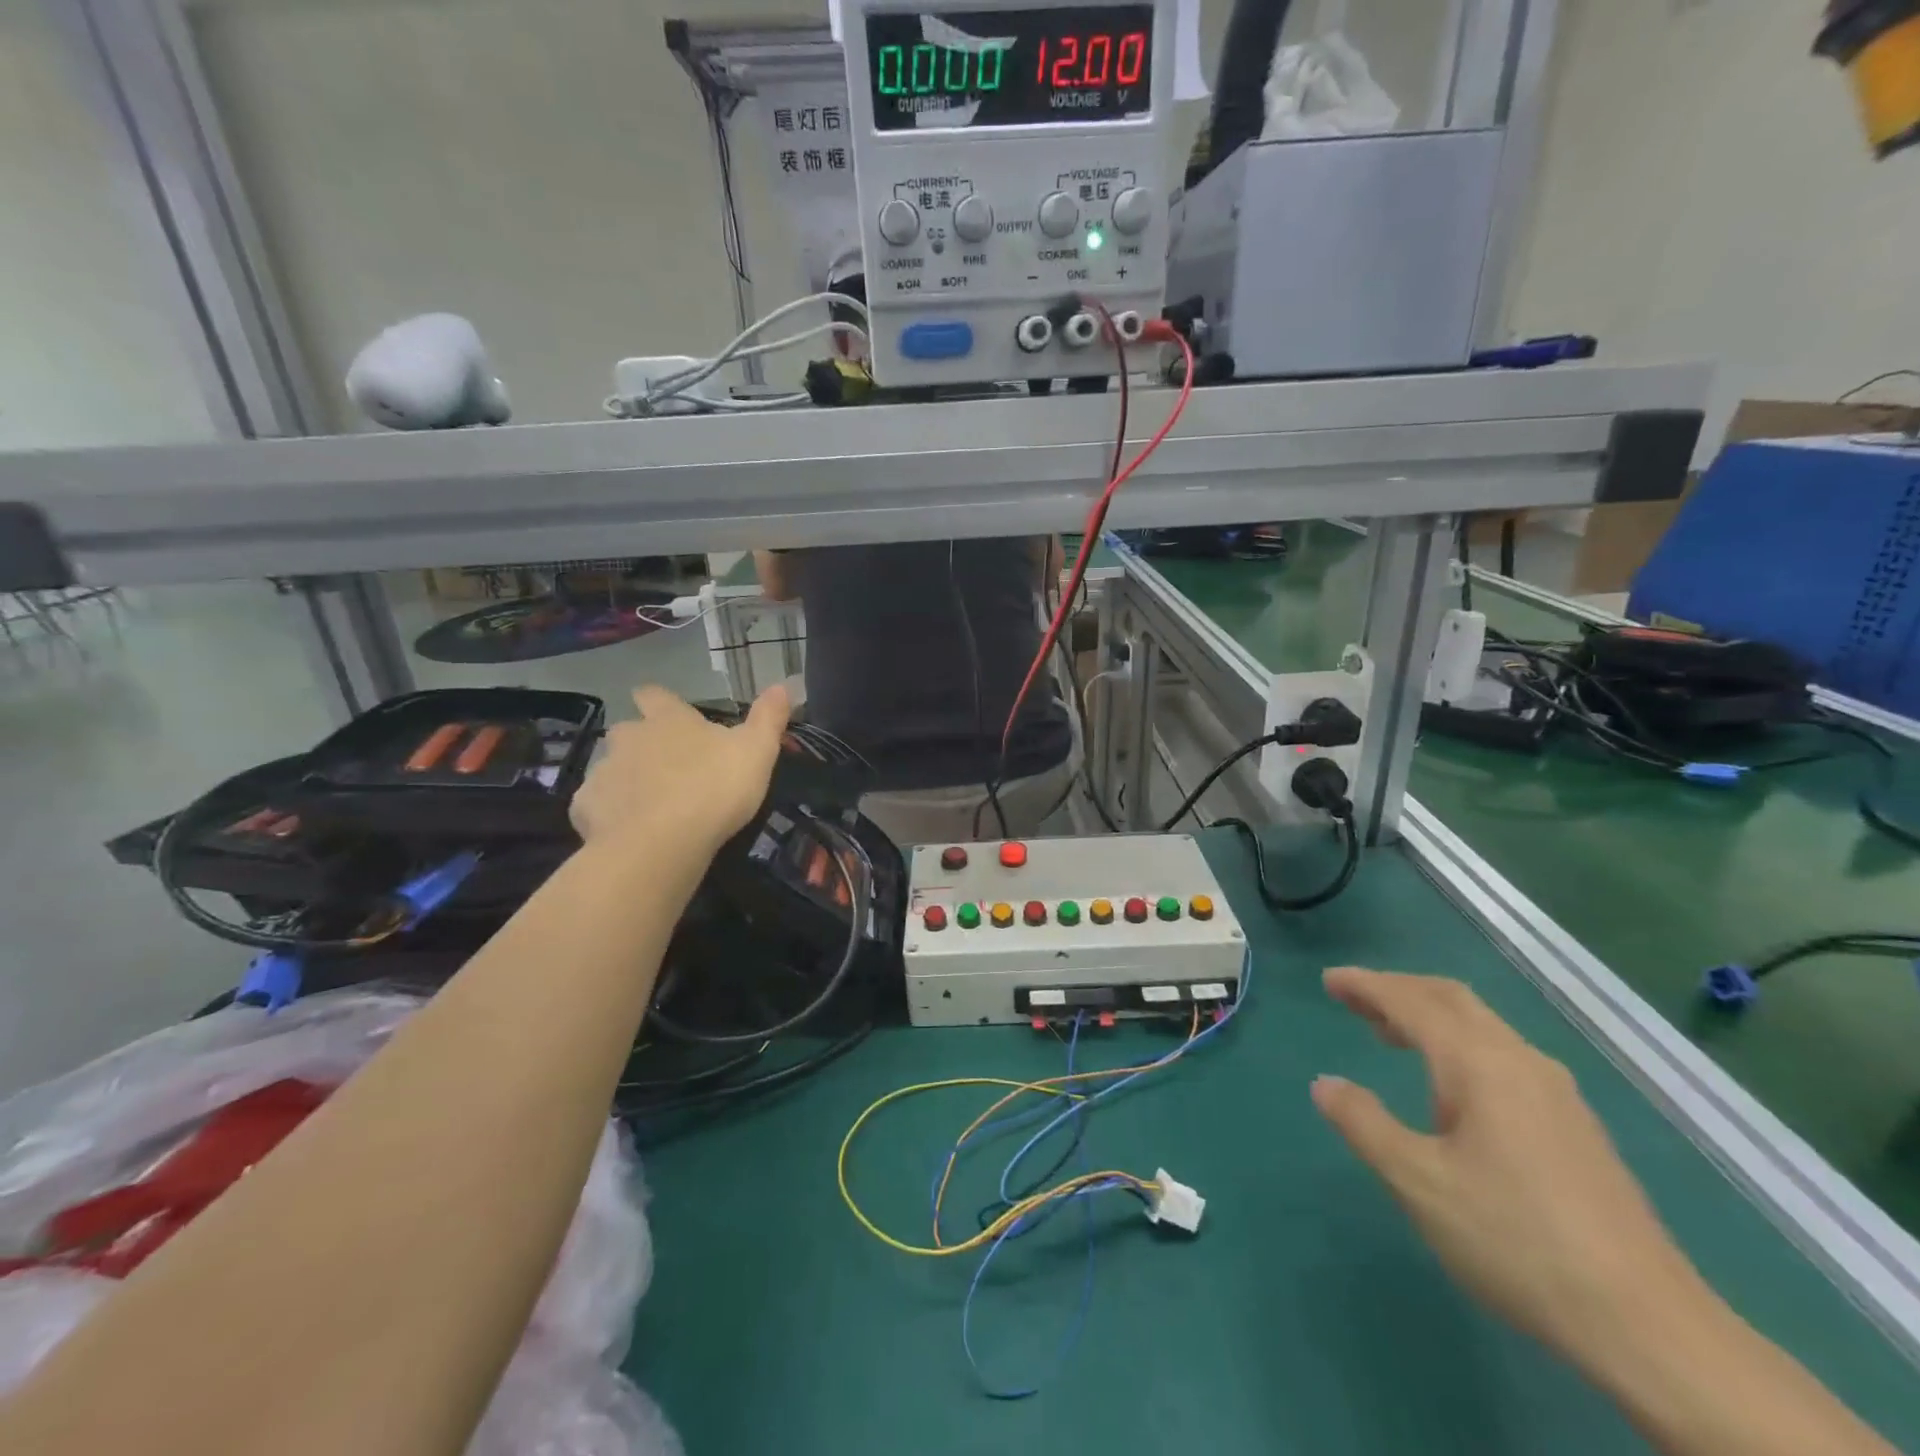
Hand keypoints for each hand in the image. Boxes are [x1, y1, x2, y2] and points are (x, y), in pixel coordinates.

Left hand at [571, 685, 788, 854]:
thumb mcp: (757, 751)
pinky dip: (610, 814)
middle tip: (666, 768)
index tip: (666, 713)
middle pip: (627, 731)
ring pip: (612, 768)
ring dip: (627, 780)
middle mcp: (629, 737)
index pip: (654, 694)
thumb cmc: (714, 788)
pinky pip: (597, 805)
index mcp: (668, 720)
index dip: (659, 701)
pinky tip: (627, 831)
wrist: (662, 843)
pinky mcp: (586, 807)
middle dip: (641, 744)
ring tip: (650, 805)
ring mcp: (604, 771)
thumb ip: (768, 718)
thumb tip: (782, 684)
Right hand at [1311, 967, 1705, 1374]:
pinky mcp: (1575, 1126)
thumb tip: (1326, 1084)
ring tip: (1388, 1035)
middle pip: (1452, 1000)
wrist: (1648, 1325)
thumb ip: (1364, 1124)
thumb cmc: (1516, 1240)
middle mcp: (1521, 1062)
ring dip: (1429, 1017)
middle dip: (1399, 990)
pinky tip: (1448, 1088)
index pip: (1412, 1002)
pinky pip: (1501, 1055)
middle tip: (1353, 998)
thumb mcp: (1418, 1183)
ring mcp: (1557, 1094)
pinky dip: (1458, 1044)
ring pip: (1481, 1026)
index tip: (1330, 980)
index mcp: (1480, 1064)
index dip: (1367, 985)